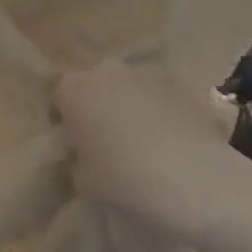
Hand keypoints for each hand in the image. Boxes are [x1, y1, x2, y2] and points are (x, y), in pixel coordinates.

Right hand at [53, 60, 244, 234]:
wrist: (190, 179)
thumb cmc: (122, 178)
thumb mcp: (83, 178)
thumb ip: (79, 157)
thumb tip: (87, 152)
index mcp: (76, 89)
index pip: (61, 95)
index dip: (66, 117)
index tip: (73, 142)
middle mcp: (110, 72)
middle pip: (98, 83)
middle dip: (100, 105)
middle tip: (106, 139)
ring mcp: (150, 76)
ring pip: (133, 89)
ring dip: (134, 108)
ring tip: (144, 144)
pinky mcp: (185, 88)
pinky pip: (165, 101)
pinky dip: (165, 116)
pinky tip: (174, 145)